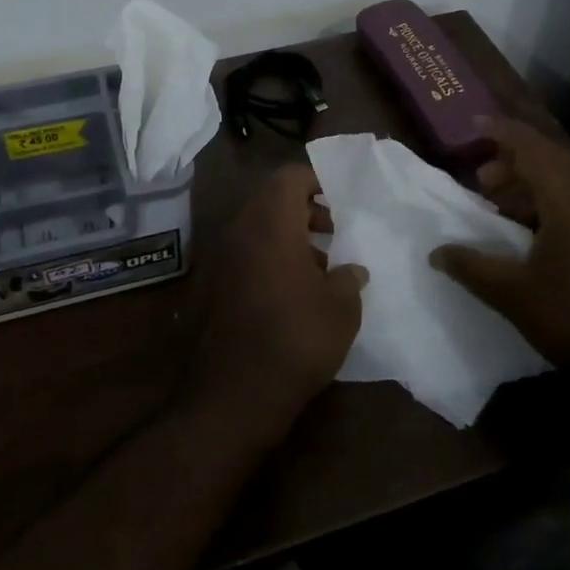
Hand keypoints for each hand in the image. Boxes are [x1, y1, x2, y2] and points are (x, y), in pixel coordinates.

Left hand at [188, 164, 367, 445]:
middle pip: (272, 199)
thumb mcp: (341, 308)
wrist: (236, 393)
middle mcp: (242, 231)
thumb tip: (351, 269)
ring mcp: (224, 258)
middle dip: (305, 208)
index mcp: (271, 223)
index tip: (341, 200)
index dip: (316, 180)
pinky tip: (298, 289)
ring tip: (322, 263)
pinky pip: (249, 253)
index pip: (289, 177)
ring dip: (290, 234)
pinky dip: (273, 256)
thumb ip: (348, 279)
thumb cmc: (297, 338)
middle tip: (334, 230)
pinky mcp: (217, 285)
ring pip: (260, 227)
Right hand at [431, 118, 569, 413]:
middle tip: (481, 179)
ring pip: (567, 178)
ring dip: (532, 182)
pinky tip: (533, 230)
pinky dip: (551, 199)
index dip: (501, 132)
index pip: (531, 146)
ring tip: (501, 203)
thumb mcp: (512, 294)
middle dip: (513, 160)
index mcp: (569, 197)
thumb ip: (471, 266)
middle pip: (551, 158)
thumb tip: (436, 252)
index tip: (472, 126)